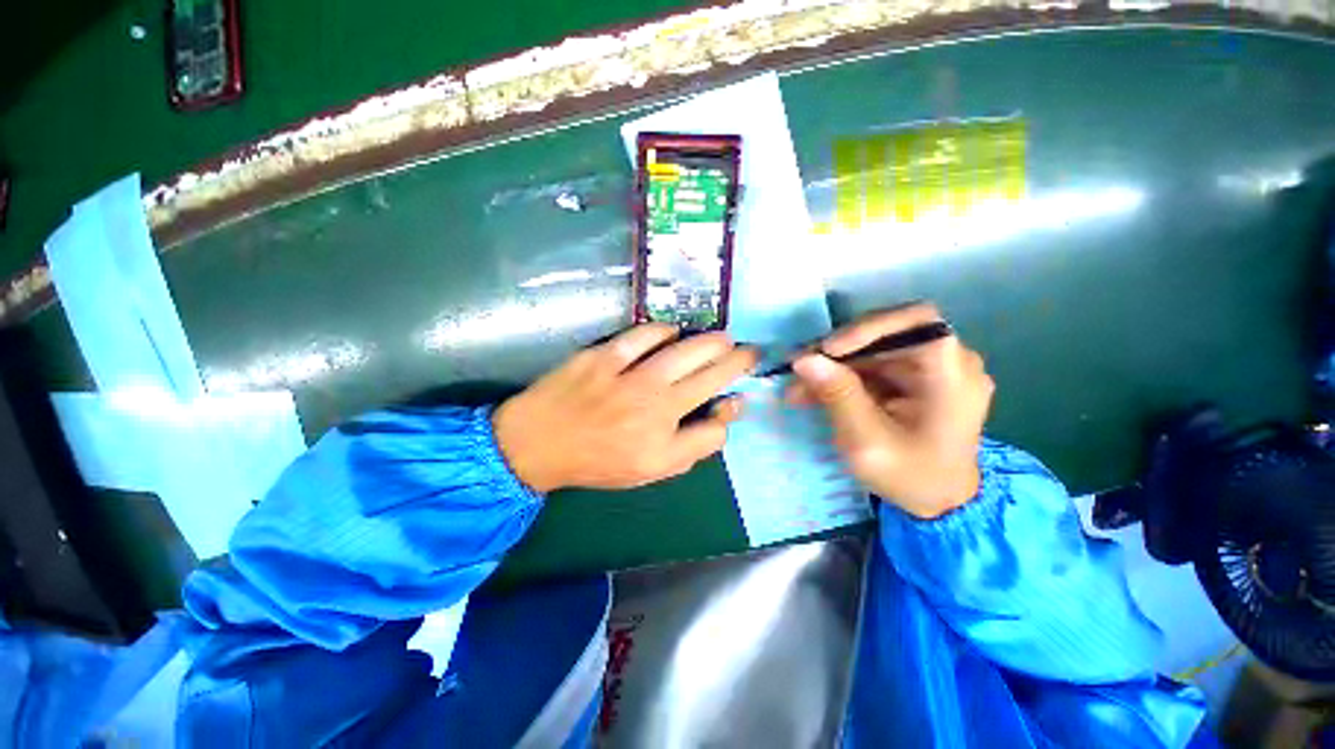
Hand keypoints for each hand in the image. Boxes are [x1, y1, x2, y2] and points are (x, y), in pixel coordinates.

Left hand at [494, 325, 757, 492]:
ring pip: (681, 348)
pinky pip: (641, 335)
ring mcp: (626, 371)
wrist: (539, 444)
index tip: (744, 384)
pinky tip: (672, 333)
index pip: (717, 403)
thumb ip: (696, 444)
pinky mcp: (602, 354)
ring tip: (721, 340)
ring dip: (708, 341)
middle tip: (747, 350)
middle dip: (735, 357)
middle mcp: (652, 396)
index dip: (737, 392)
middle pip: (706, 369)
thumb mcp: (654, 468)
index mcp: (664, 426)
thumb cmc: (600, 459)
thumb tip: (725, 412)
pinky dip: (663, 331)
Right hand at [788, 304, 993, 518]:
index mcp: (953, 376)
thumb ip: (838, 396)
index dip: (869, 327)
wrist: (939, 505)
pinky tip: (813, 392)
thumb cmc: (911, 477)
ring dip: (833, 365)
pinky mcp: (914, 379)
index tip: (828, 350)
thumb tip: (804, 359)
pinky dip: (841, 377)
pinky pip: (873, 366)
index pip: (917, 321)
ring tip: (798, 386)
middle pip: (888, 333)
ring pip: (873, 350)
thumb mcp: (868, 442)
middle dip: (839, 351)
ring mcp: (931, 370)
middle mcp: (949, 363)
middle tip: (800, 366)